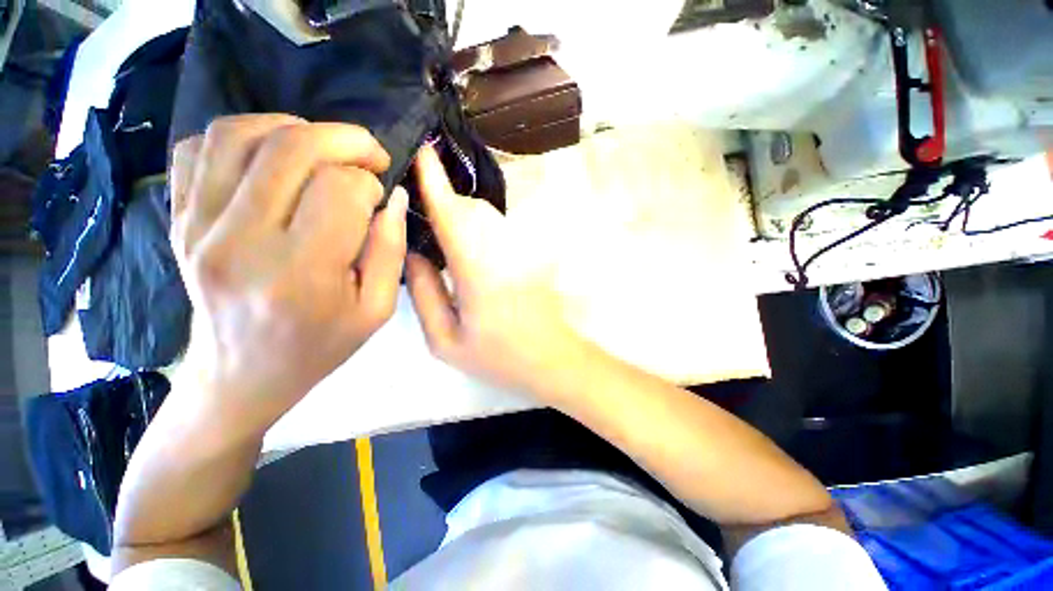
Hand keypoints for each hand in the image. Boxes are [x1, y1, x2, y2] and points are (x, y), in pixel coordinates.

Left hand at [169, 114, 407, 433]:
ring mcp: (197, 225)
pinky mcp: (176, 219)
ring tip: (322, 149)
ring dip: (294, 127)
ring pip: (240, 133)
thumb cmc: (320, 346)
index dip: (370, 185)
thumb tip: (393, 197)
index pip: (341, 190)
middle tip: (369, 153)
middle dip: (345, 139)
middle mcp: (241, 241)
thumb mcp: (376, 310)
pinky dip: (240, 136)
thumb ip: (390, 250)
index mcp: (302, 273)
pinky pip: (197, 148)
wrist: (242, 374)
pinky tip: (270, 158)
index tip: (379, 200)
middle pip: (292, 147)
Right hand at [405, 147, 581, 397]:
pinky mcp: (530, 255)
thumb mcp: (446, 340)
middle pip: (470, 208)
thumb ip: (424, 294)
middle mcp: (501, 250)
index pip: (451, 213)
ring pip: (487, 216)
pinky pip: (499, 229)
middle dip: (445, 203)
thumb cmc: (498, 356)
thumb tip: (412, 255)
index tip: (422, 149)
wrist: (551, 358)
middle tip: (424, 219)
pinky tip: (471, 251)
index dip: (435, 179)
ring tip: (445, 239)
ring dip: (463, 217)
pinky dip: (479, 228)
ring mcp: (520, 250)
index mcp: (476, 271)